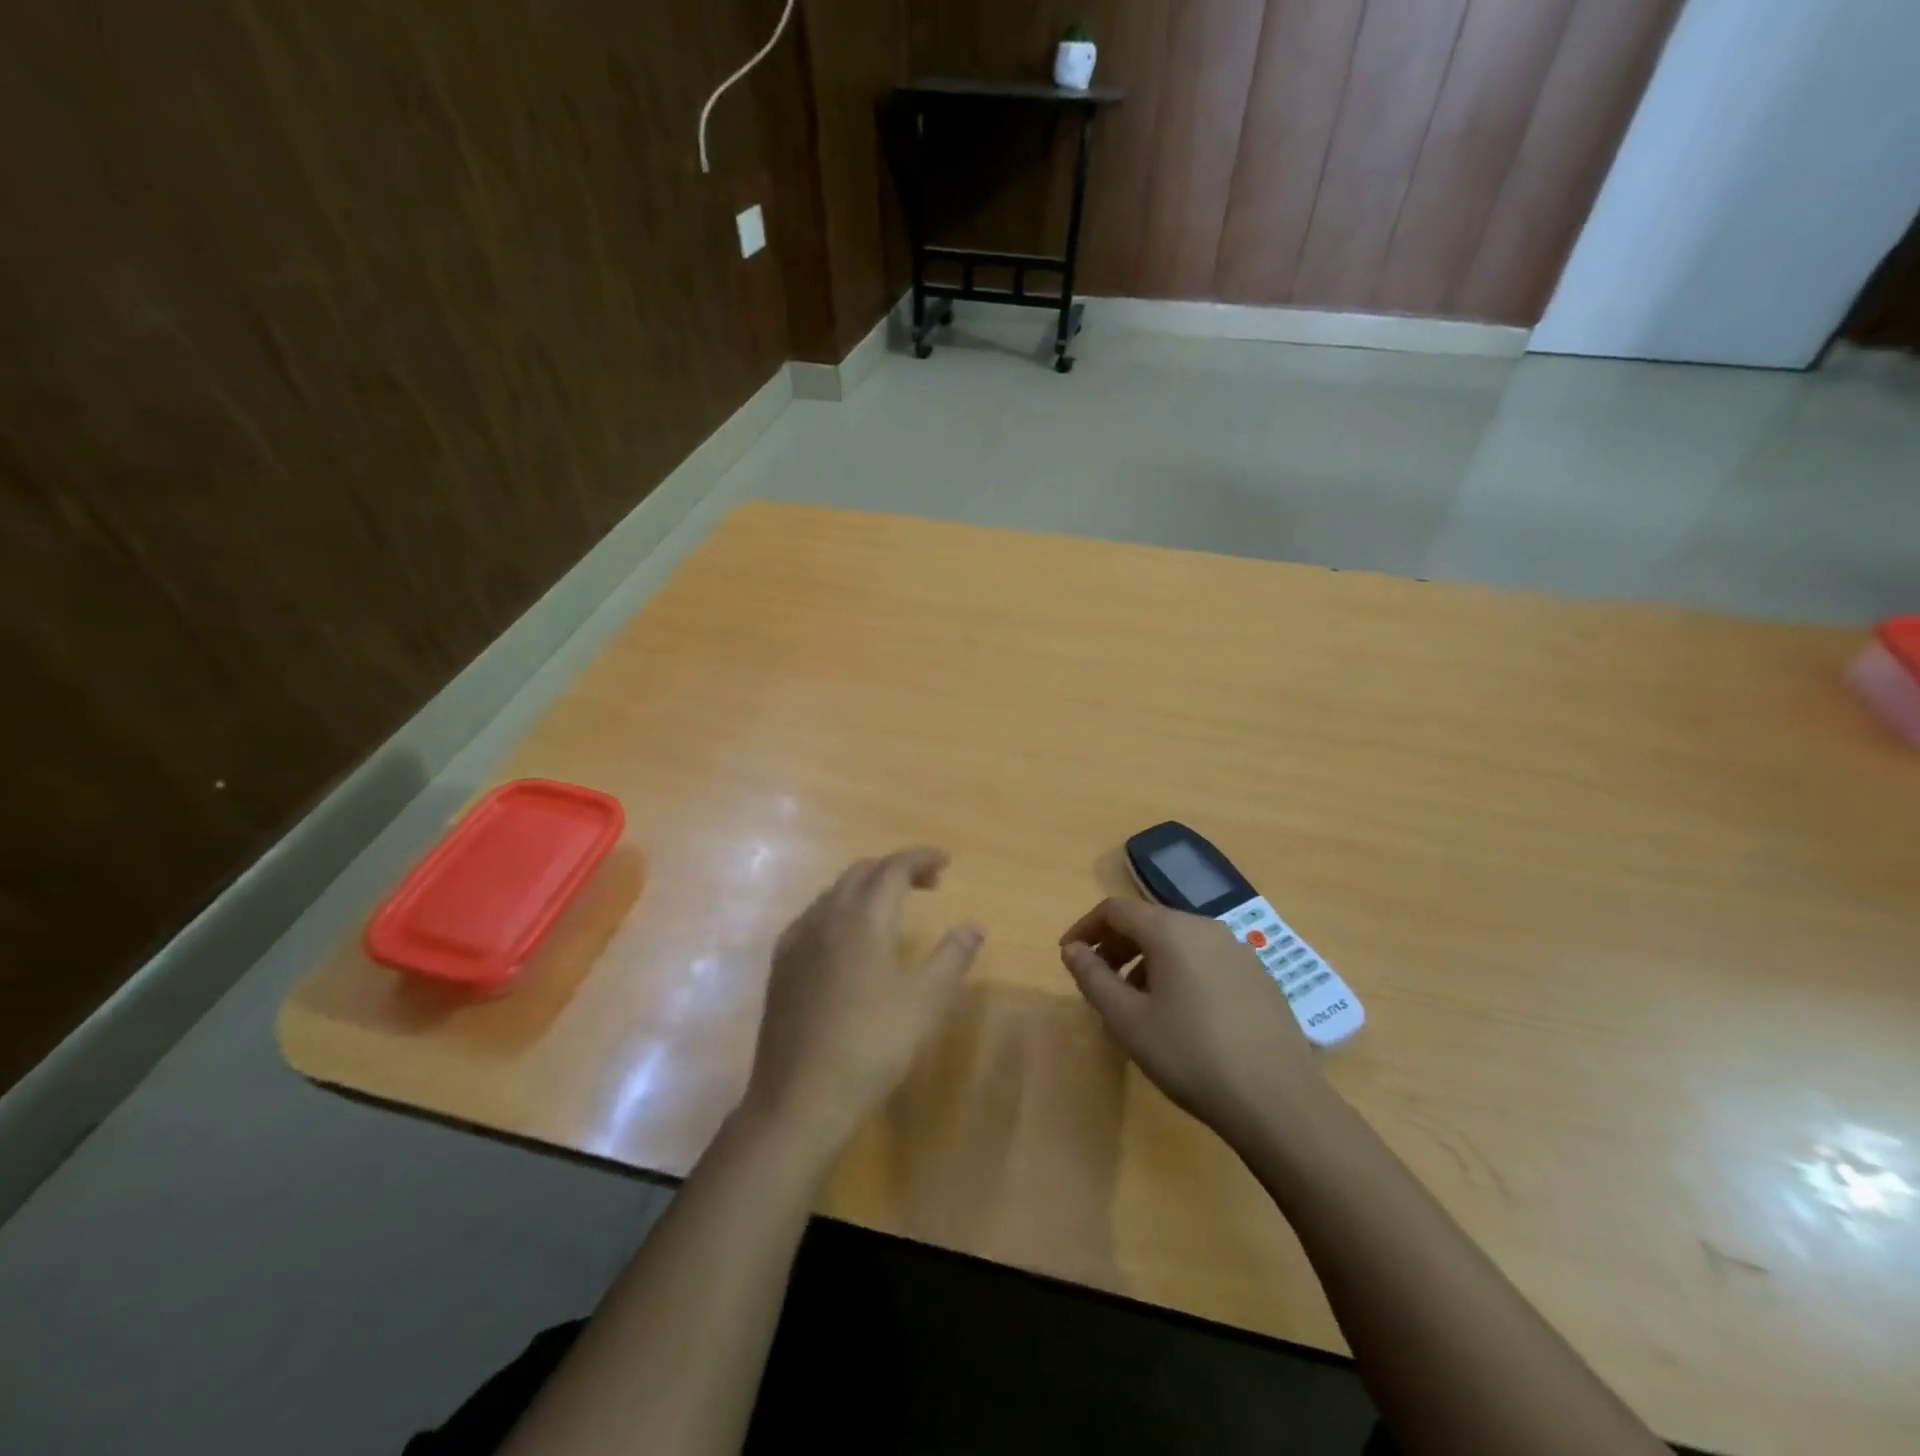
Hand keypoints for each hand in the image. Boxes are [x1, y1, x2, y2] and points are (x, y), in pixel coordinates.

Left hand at [744, 847, 984, 1149]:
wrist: (800, 1097)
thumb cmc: (871, 1046)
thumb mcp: (925, 1003)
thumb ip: (952, 957)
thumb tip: (974, 925)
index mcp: (863, 918)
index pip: (893, 868)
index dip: (920, 857)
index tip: (946, 861)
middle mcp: (826, 917)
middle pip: (862, 873)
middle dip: (896, 869)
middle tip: (928, 884)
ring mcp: (797, 939)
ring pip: (835, 892)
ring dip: (867, 887)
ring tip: (893, 907)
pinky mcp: (781, 964)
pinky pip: (814, 916)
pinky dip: (841, 909)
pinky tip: (849, 938)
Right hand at [1059, 897, 1321, 1142]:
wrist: (1277, 1101)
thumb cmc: (1190, 1055)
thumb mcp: (1127, 1020)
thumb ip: (1093, 978)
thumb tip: (1072, 949)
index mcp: (1171, 930)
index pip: (1116, 910)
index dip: (1086, 928)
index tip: (1069, 956)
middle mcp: (1206, 927)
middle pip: (1149, 922)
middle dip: (1116, 946)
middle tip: (1098, 981)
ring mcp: (1238, 950)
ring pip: (1179, 941)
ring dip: (1147, 961)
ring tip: (1136, 1003)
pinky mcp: (1259, 976)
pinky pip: (1206, 960)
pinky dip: (1180, 972)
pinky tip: (1181, 1015)